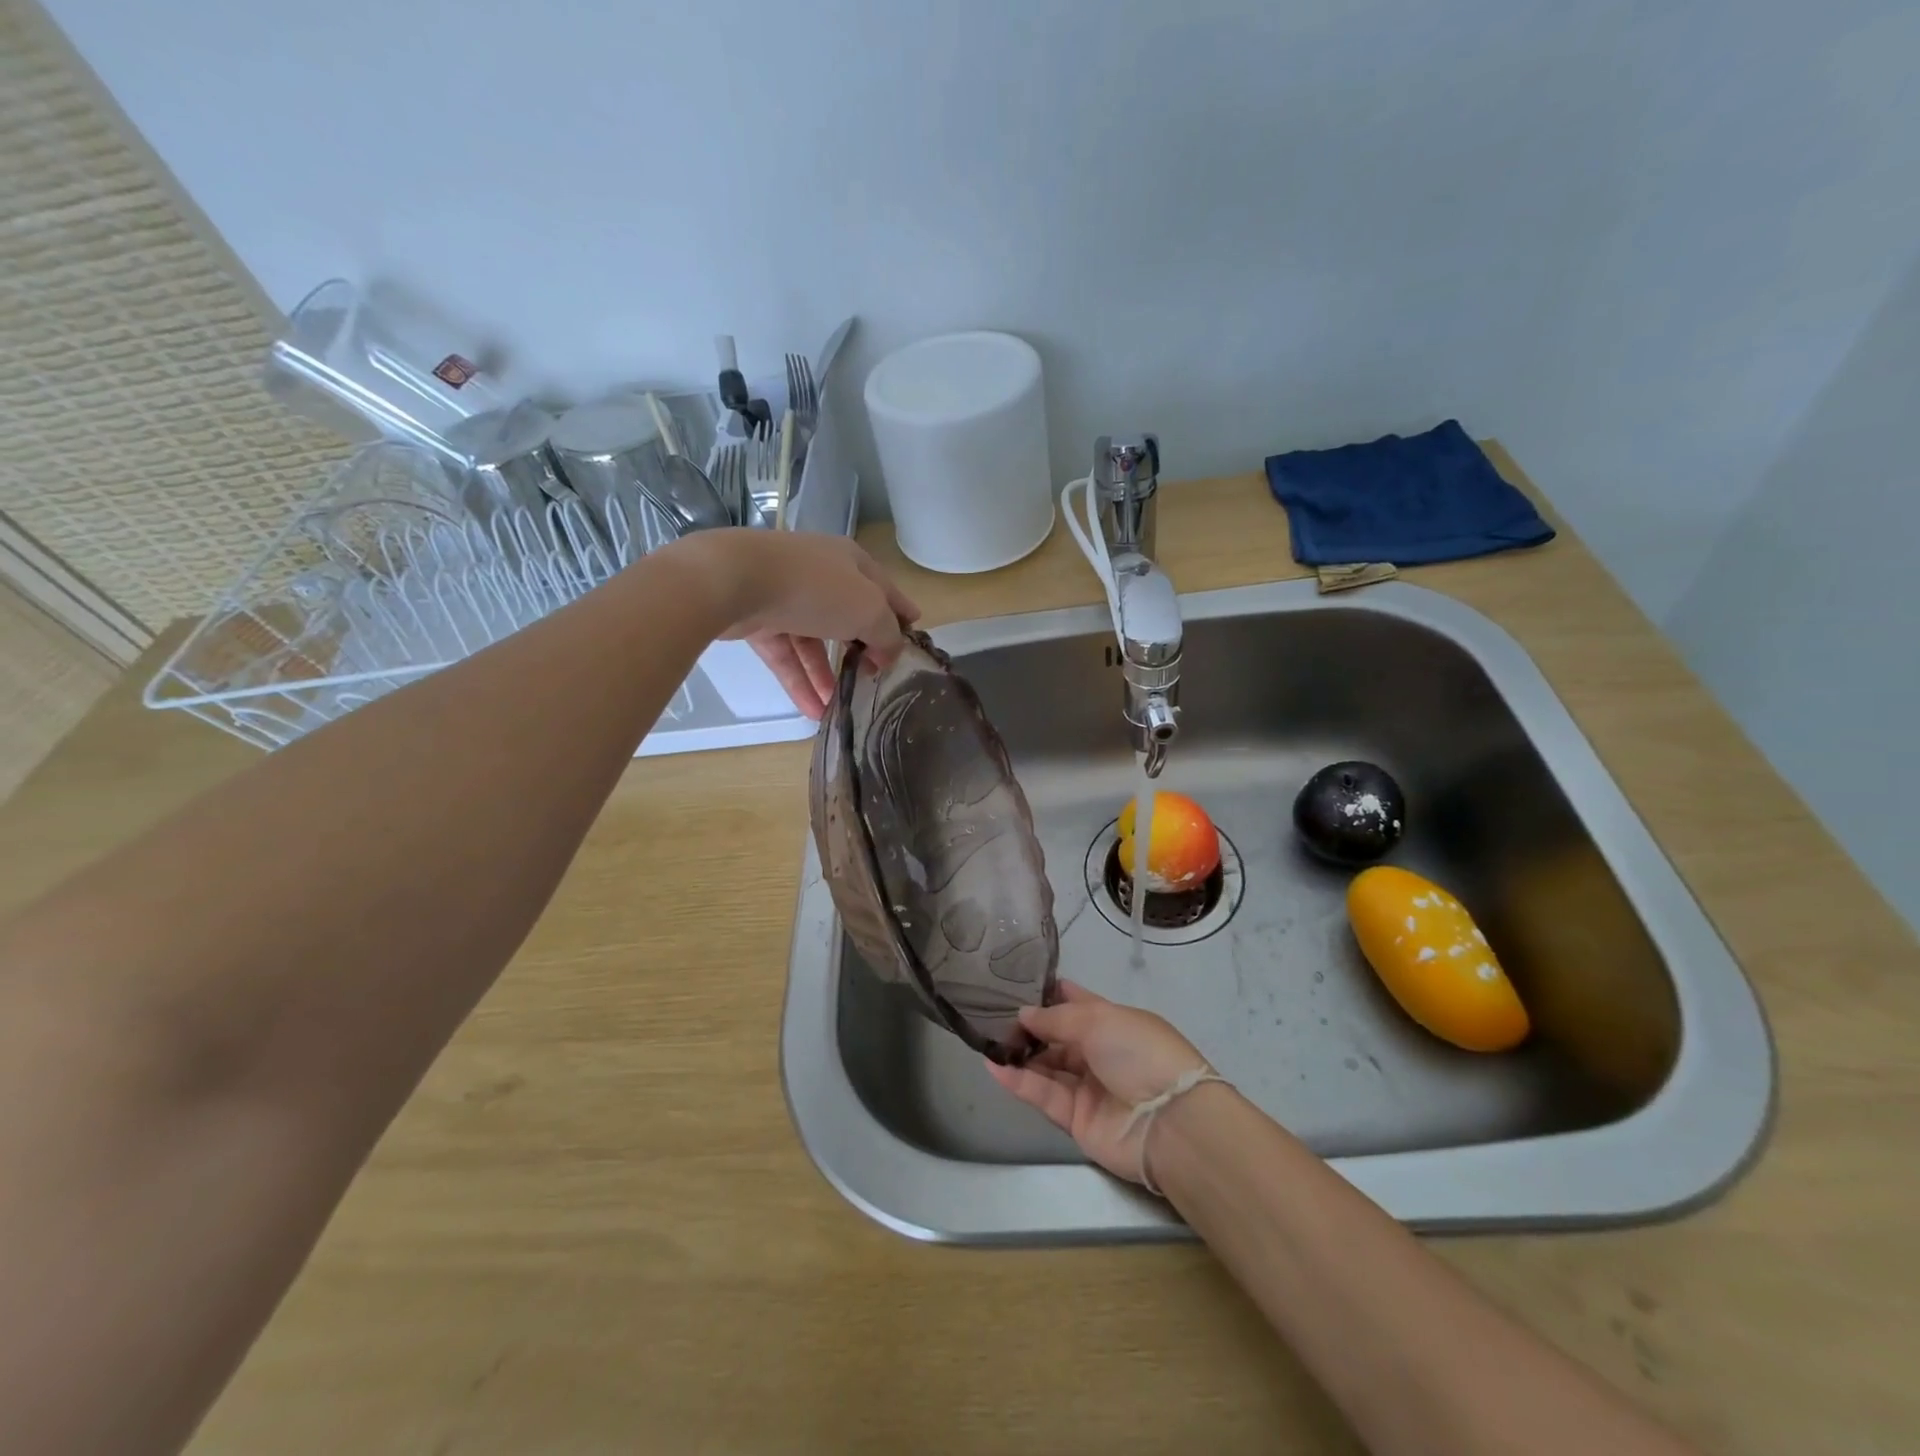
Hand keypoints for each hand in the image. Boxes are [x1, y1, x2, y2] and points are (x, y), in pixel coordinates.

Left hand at [668, 530, 919, 719]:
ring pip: (814, 641)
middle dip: (862, 649)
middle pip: (849, 615)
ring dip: (828, 675)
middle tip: (875, 678)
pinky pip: (786, 655)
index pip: (885, 589)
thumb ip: (887, 634)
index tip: (912, 638)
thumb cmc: (816, 588)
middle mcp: (820, 575)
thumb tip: (889, 653)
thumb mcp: (869, 610)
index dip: (901, 613)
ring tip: (841, 708)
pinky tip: (813, 711)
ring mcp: (787, 596)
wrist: (735, 581)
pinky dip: (800, 681)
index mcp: (851, 562)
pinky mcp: (759, 620)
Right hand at [986, 981, 1212, 1185]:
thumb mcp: (1099, 1020)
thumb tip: (1024, 1014)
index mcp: (1113, 1022)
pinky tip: (993, 1066)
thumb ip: (1056, 1018)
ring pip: (1047, 1066)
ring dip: (1020, 1054)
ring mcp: (1088, 1087)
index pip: (1077, 1002)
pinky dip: (1019, 1081)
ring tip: (987, 1040)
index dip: (1050, 994)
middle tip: (992, 1016)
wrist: (1169, 1122)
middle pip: (1057, 1036)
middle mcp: (1100, 1052)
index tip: (1016, 985)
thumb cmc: (1139, 1053)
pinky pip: (1044, 1095)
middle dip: (1029, 1027)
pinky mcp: (1076, 1120)